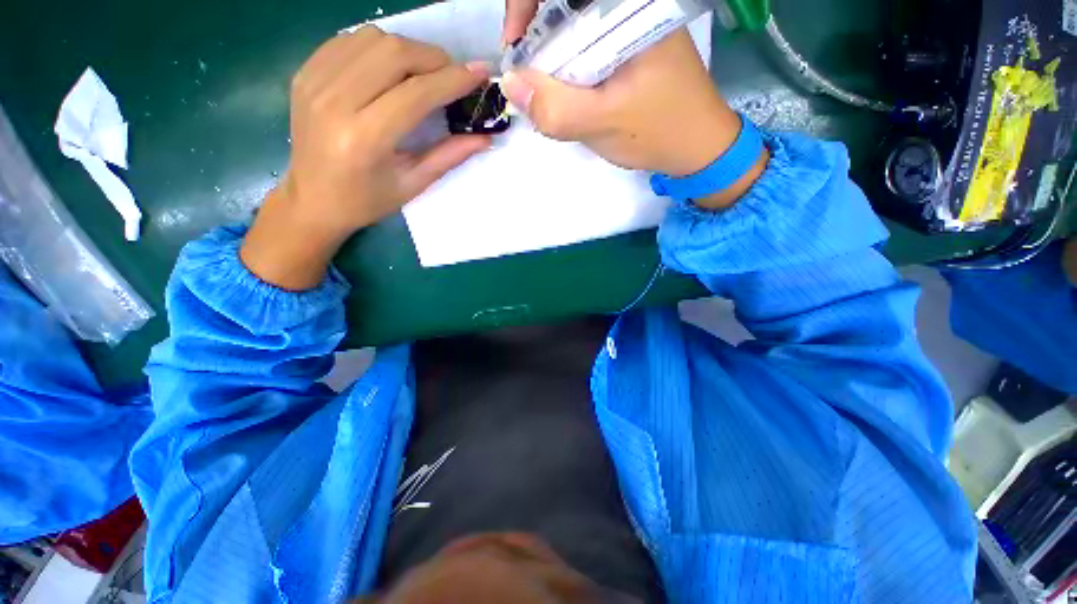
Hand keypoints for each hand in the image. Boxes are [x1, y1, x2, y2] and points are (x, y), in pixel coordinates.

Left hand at [241, 26, 491, 289]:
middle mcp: (335, 102)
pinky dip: (379, 47)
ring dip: (408, 50)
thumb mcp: (413, 185)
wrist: (311, 199)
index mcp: (364, 139)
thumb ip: (449, 156)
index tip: (479, 74)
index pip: (415, 93)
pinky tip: (392, 68)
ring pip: (372, 39)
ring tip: (424, 72)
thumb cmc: (366, 201)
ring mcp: (314, 81)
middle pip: (394, 54)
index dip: (452, 80)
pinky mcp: (305, 72)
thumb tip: (486, 138)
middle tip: (453, 75)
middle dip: (433, 59)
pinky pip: (349, 41)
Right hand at [500, 1, 765, 208]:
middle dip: (536, 35)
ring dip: (551, 55)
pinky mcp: (629, 43)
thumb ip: (555, 107)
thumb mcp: (602, 124)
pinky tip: (570, 91)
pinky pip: (586, 42)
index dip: (526, 2)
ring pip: (573, 23)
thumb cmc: (659, 132)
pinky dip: (568, 65)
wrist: (698, 146)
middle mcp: (632, 5)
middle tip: (528, 77)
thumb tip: (510, 83)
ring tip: (548, 92)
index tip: (513, 42)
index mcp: (632, 6)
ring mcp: (632, 22)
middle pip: (565, 5)